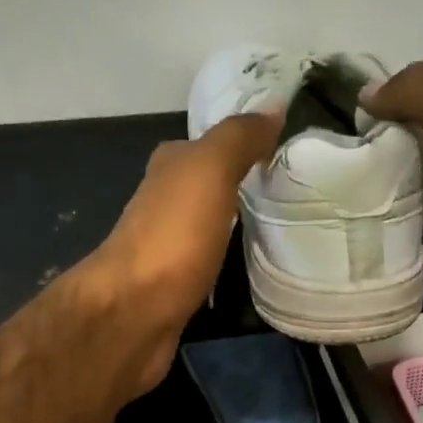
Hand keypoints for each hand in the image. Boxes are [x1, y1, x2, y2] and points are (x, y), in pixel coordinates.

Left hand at [79, 111, 279, 390]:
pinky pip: (208, 265)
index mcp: (168, 169)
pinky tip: (249, 269)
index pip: (206, 145)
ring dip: (233, 226)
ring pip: (206, 227)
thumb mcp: (208, 171)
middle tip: (290, 192)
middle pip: (206, 187)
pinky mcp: (173, 290)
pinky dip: (226, 262)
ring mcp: (166, 250)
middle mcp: (161, 205)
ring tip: (281, 229)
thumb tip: (273, 107)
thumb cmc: (172, 237)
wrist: (133, 314)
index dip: (241, 143)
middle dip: (241, 186)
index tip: (284, 150)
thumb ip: (238, 139)